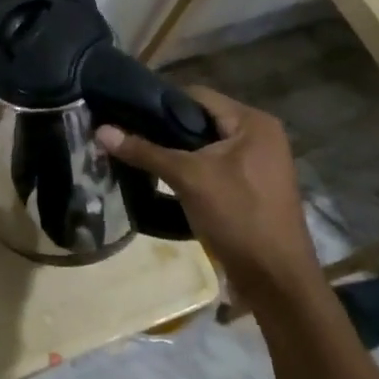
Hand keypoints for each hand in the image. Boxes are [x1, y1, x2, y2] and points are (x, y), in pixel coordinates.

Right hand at [95, 86, 318, 299]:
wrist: (277, 282)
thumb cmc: (238, 217)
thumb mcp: (188, 178)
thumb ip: (145, 151)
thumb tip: (101, 130)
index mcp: (253, 123)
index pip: (196, 96)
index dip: (160, 102)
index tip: (126, 112)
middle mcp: (259, 136)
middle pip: (200, 120)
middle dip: (164, 129)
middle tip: (127, 135)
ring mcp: (257, 164)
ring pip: (204, 146)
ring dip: (174, 152)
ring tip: (137, 155)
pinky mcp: (251, 188)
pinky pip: (213, 167)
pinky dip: (189, 170)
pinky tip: (160, 179)